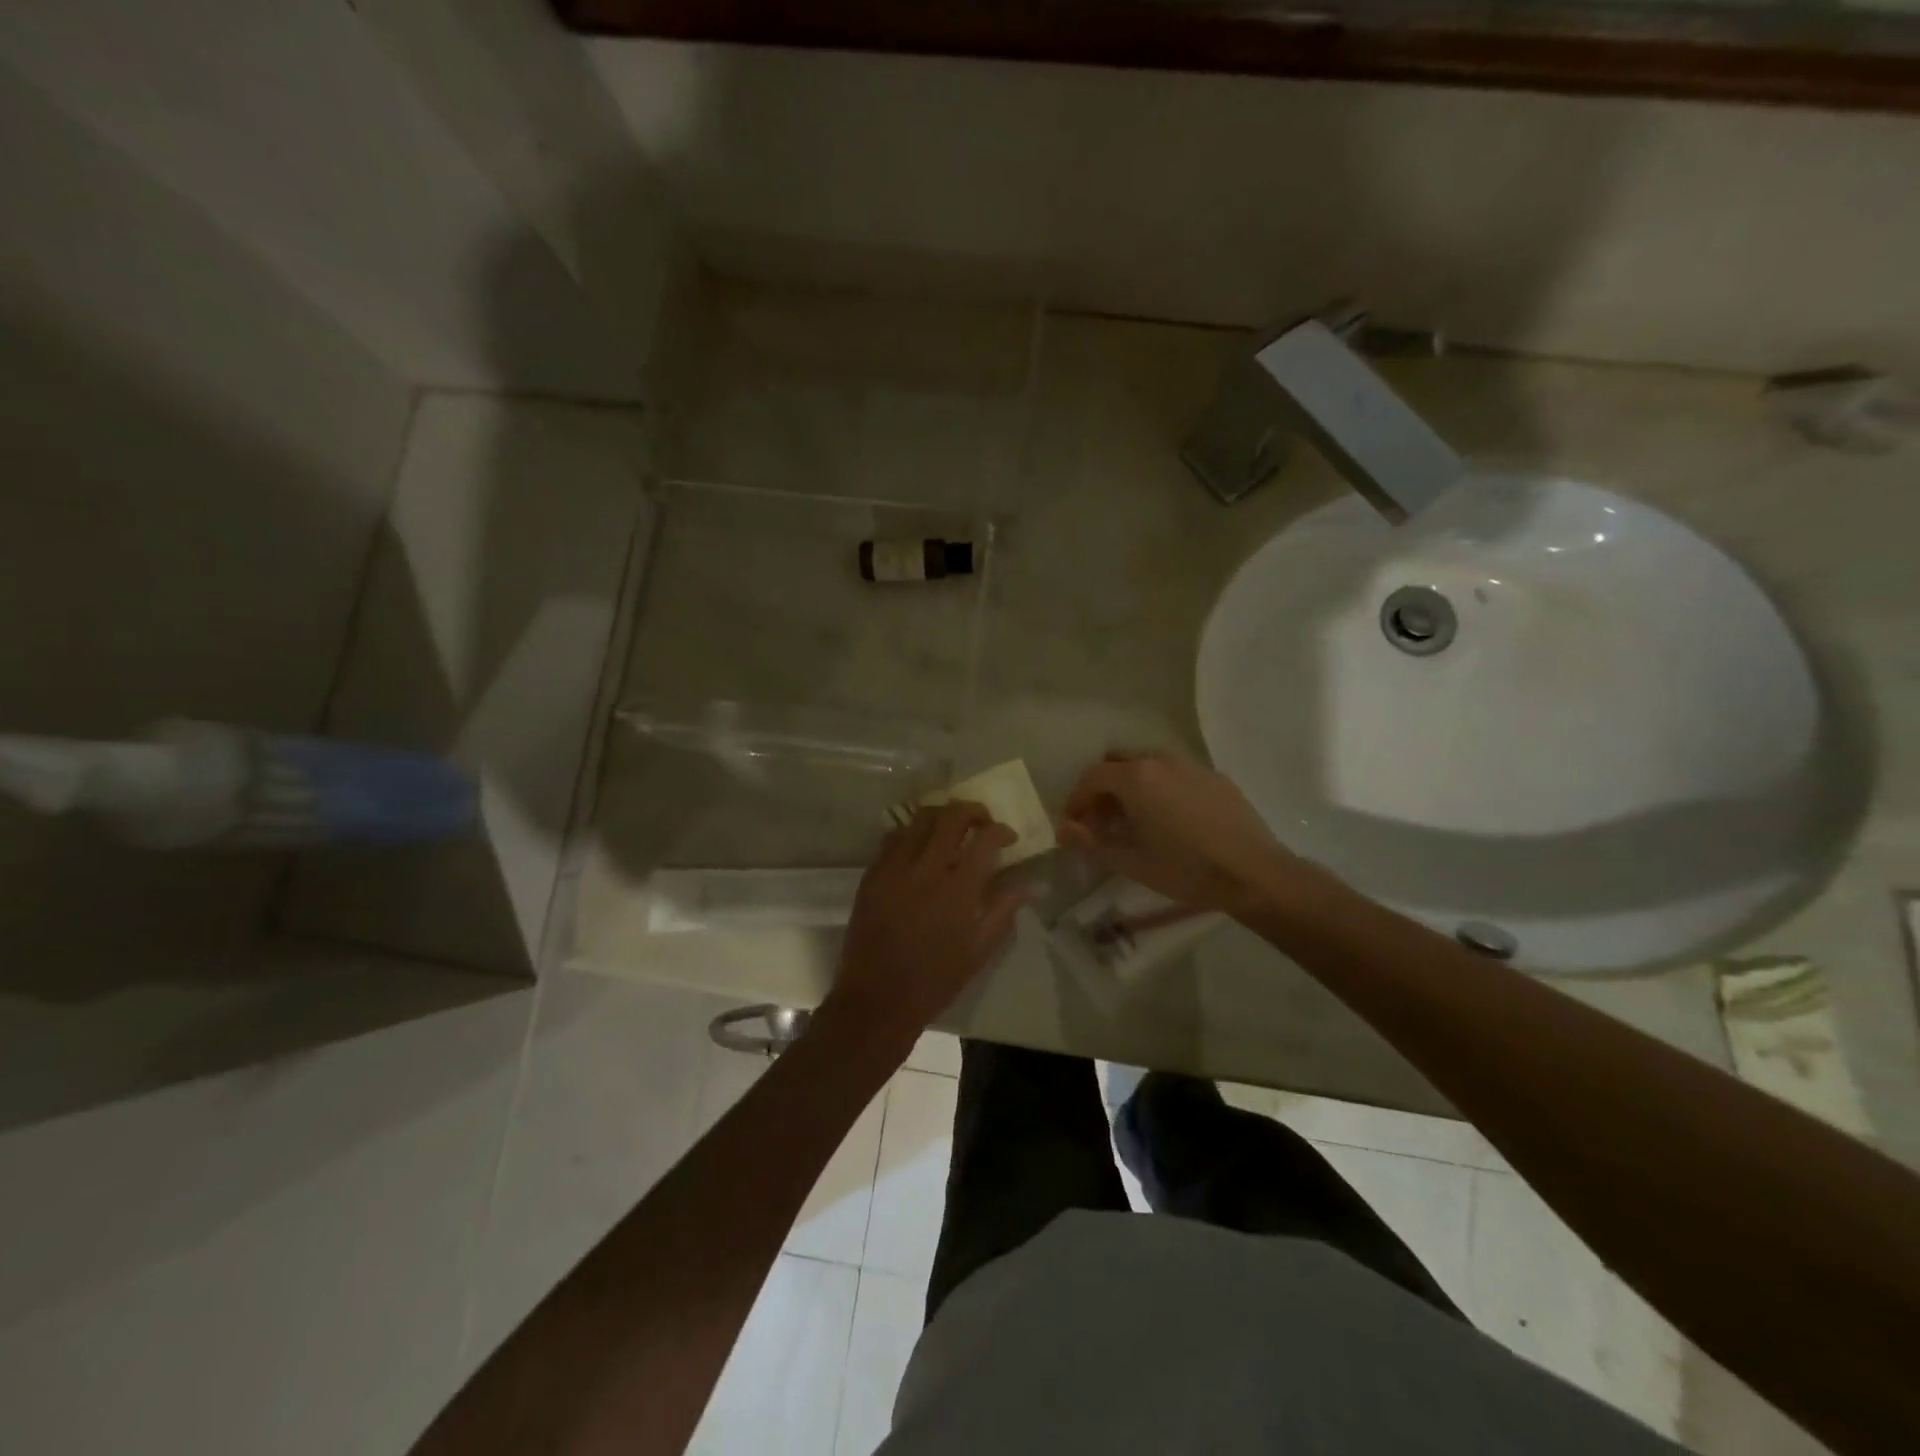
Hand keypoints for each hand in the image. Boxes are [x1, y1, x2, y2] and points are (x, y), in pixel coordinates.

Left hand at [823, 803, 1025, 1047]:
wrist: (877, 998)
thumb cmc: (935, 979)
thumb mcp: (979, 950)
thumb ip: (1004, 909)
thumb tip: (1032, 884)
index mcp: (958, 890)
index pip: (985, 838)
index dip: (1001, 830)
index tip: (1008, 838)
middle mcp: (926, 869)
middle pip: (951, 816)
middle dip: (973, 811)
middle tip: (982, 822)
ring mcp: (894, 868)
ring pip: (920, 819)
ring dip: (942, 816)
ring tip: (952, 829)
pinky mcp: (872, 874)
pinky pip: (893, 837)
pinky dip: (912, 833)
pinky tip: (920, 847)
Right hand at [1058, 751, 1296, 913]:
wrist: (1253, 873)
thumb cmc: (1184, 868)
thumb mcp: (1130, 861)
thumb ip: (1091, 842)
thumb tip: (1063, 830)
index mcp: (1135, 777)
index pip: (1092, 777)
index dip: (1076, 800)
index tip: (1073, 824)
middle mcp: (1160, 760)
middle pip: (1118, 763)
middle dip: (1103, 789)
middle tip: (1101, 822)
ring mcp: (1191, 766)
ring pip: (1148, 766)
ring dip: (1131, 787)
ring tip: (1134, 822)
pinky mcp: (1214, 778)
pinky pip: (1175, 775)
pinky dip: (1160, 789)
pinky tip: (1170, 821)